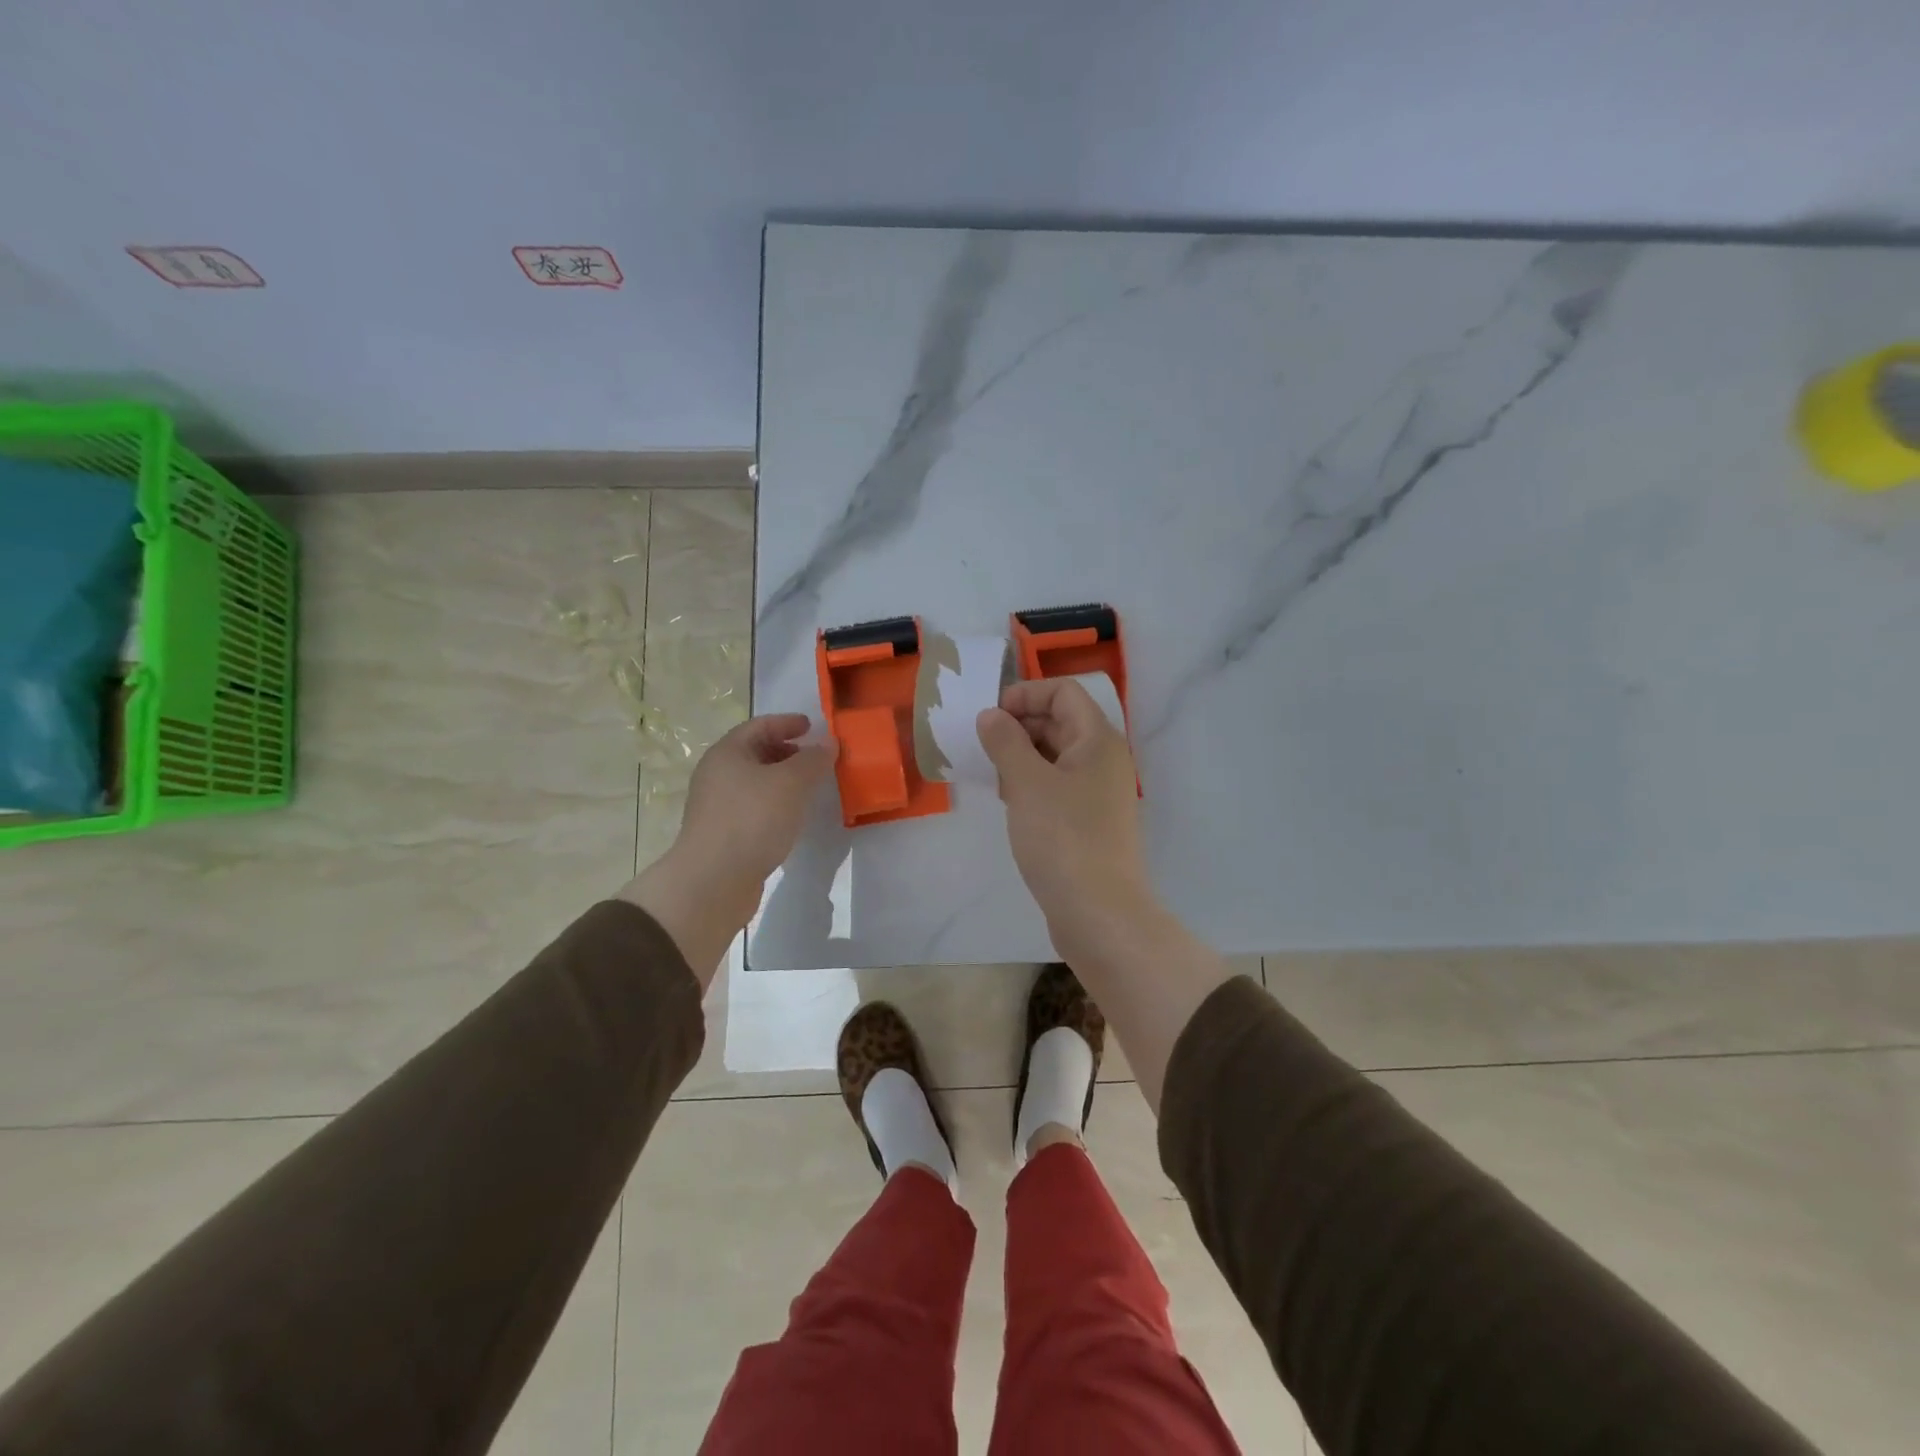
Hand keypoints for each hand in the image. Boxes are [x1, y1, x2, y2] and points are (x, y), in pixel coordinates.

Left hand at [678, 713, 838, 894]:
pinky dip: (776, 805)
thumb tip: (828, 743)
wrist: (713, 880)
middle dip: (788, 752)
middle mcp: (717, 774)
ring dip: (784, 781)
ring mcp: (718, 806)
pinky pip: (755, 808)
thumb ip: (813, 760)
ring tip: (811, 789)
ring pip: (756, 783)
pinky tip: (793, 818)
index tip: (813, 727)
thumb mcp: (791, 783)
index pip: (760, 726)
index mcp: (727, 753)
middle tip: (817, 760)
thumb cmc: (752, 819)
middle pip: (756, 753)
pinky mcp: (724, 833)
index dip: (788, 723)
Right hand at [975, 679, 1152, 941]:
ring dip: (1023, 757)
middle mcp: (1104, 759)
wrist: (1098, 911)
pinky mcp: (1090, 820)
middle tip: (985, 749)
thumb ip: (1005, 741)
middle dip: (1020, 726)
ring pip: (1057, 755)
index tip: (990, 717)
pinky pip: (1058, 785)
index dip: (1025, 694)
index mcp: (1098, 738)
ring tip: (995, 778)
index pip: (1064, 691)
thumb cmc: (1062, 837)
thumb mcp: (1026, 782)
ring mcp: (1099, 791)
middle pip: (1061, 721)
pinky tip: (1011, 803)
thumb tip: (991, 715)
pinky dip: (1033, 784)